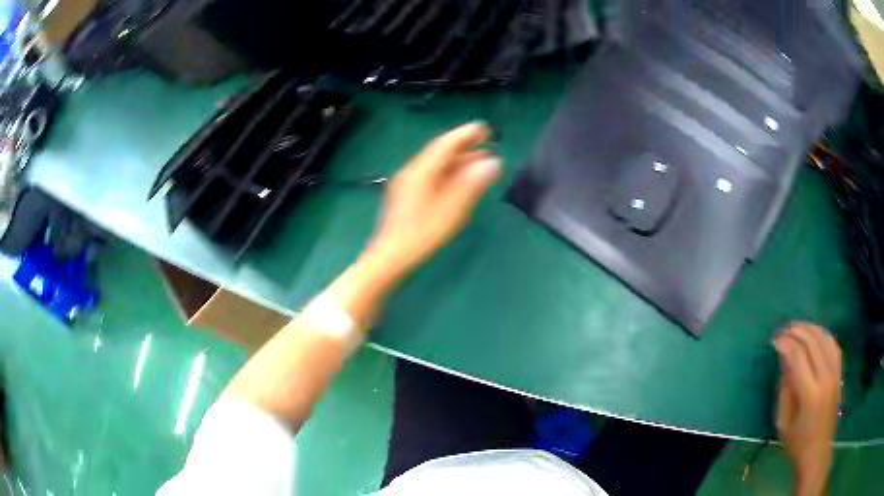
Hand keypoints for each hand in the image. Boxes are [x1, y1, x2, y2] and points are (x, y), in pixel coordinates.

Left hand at [365, 122, 501, 279]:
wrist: (389, 258)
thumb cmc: (421, 235)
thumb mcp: (451, 209)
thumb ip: (471, 184)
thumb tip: (493, 162)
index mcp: (420, 172)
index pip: (445, 145)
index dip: (465, 135)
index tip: (484, 129)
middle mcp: (412, 172)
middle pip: (439, 152)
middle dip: (463, 146)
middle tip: (486, 142)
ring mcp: (407, 184)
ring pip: (435, 165)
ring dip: (457, 160)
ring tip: (479, 160)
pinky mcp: (406, 196)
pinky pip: (431, 175)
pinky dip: (448, 172)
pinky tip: (459, 180)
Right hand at [774, 323, 841, 495]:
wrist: (818, 452)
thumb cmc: (797, 443)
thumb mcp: (783, 423)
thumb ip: (785, 390)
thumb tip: (784, 362)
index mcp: (809, 394)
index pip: (798, 357)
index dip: (786, 344)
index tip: (774, 341)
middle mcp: (825, 378)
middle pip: (813, 342)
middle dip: (797, 332)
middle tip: (783, 331)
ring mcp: (835, 373)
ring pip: (825, 338)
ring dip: (810, 329)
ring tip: (798, 328)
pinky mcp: (840, 373)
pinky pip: (833, 344)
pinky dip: (823, 334)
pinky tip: (816, 334)